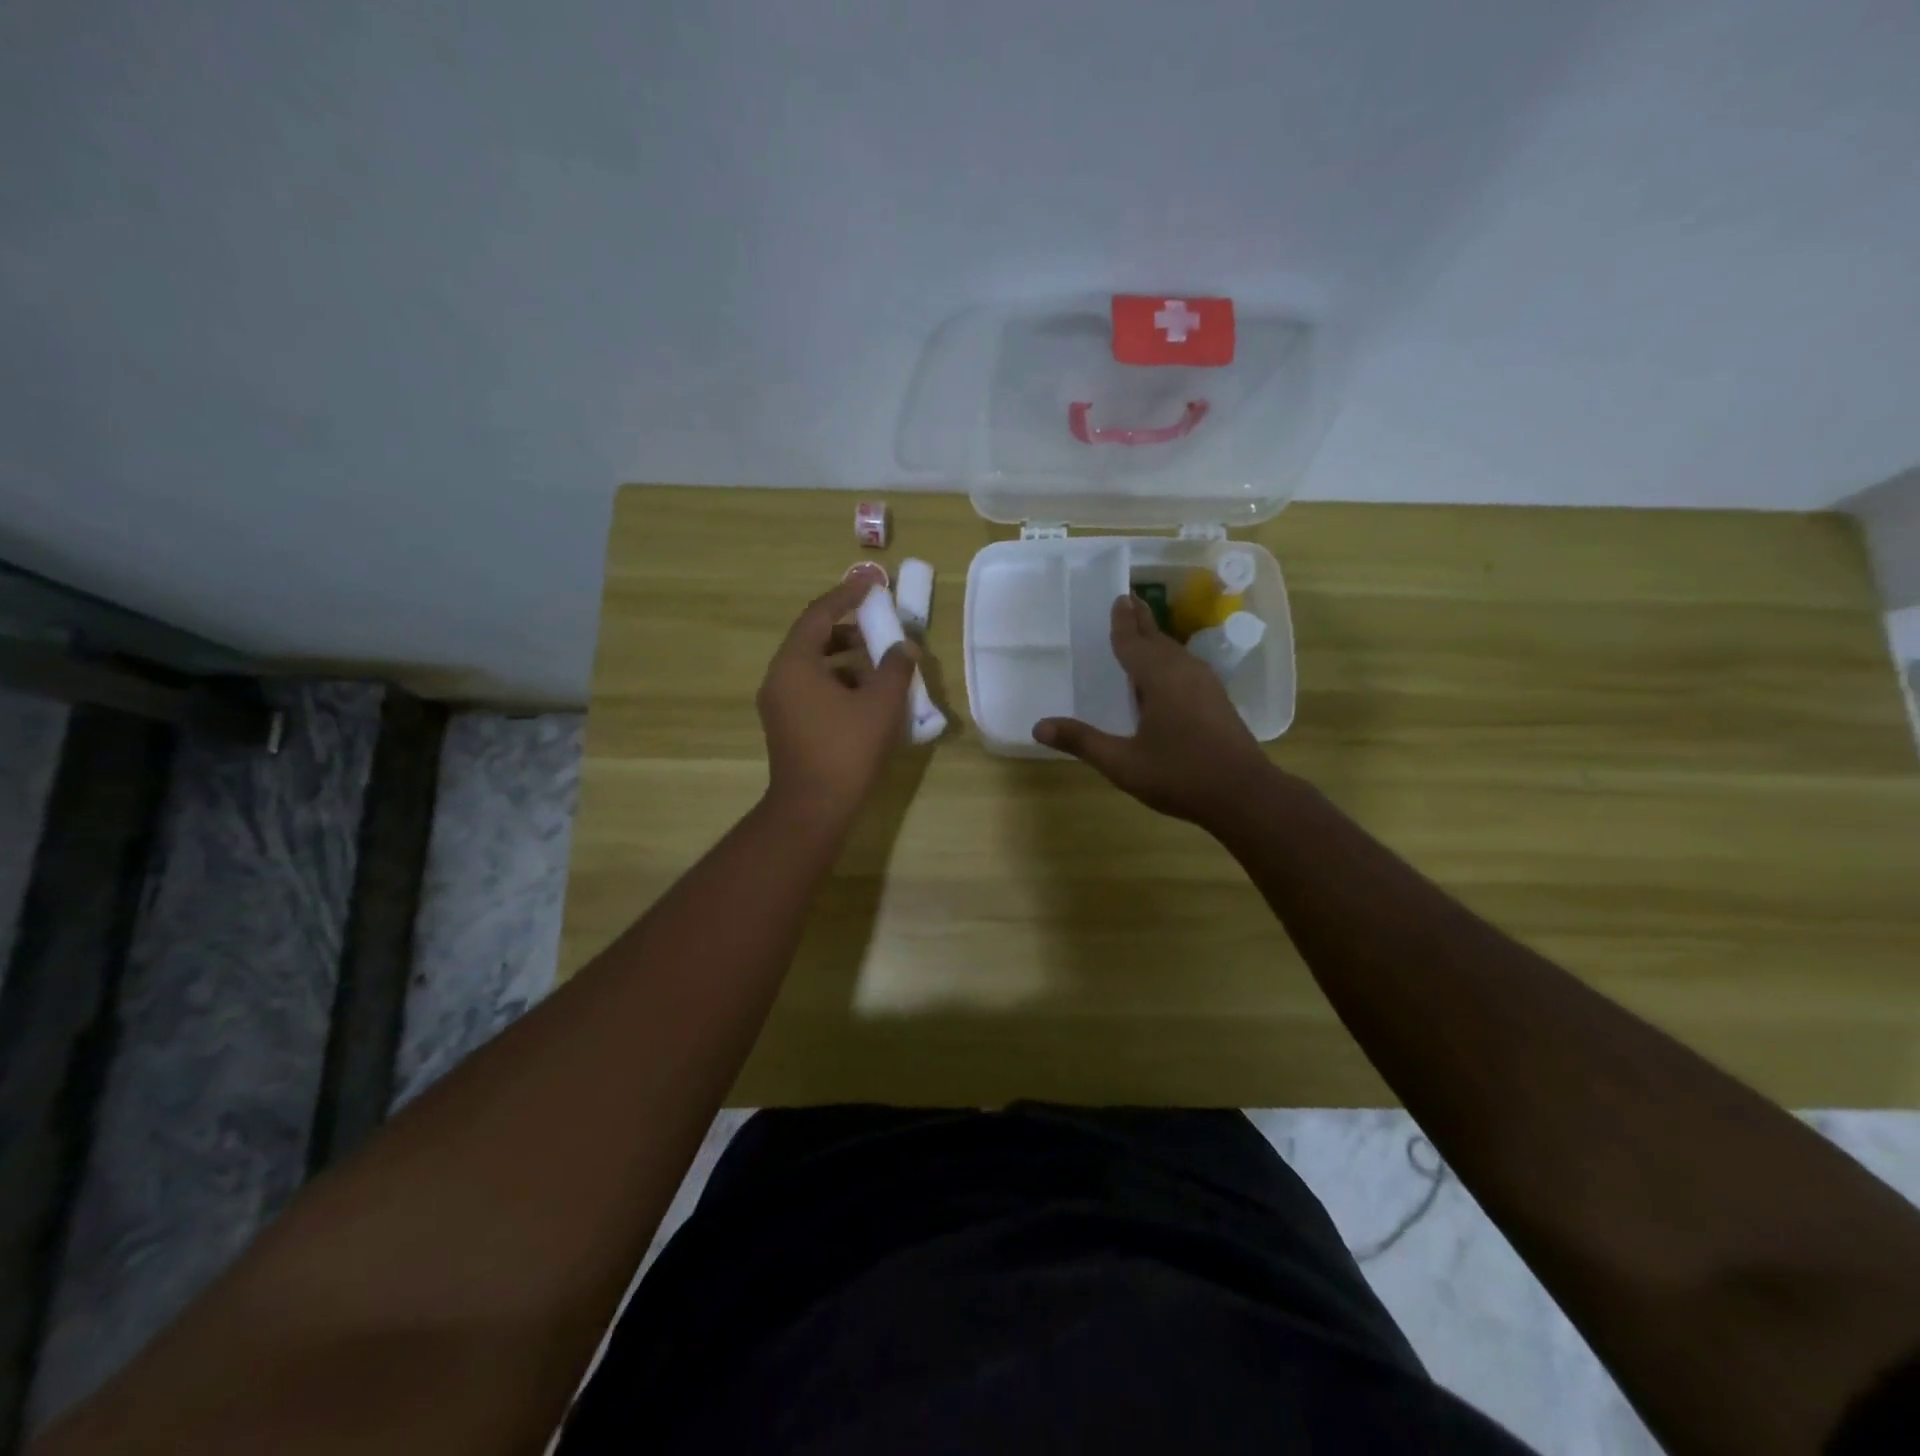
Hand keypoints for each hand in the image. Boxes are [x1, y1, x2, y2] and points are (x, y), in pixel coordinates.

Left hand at [757, 571, 916, 832]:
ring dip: (846, 658)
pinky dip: (838, 682)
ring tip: (880, 662)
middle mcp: (779, 678)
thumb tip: (904, 647)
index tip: (872, 581)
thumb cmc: (847, 749)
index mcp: (795, 663)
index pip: (820, 614)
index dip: (847, 594)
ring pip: (813, 666)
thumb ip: (896, 667)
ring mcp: (779, 704)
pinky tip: (867, 696)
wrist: (814, 808)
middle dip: (848, 628)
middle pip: (813, 638)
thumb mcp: (882, 703)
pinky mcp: (787, 726)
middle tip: (879, 623)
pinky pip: (812, 689)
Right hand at [1035, 594, 1278, 827]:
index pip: (1134, 643)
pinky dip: (1170, 659)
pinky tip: (1168, 673)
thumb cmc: (1180, 776)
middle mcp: (1184, 672)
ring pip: (1176, 653)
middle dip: (1141, 622)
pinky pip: (1187, 667)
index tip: (1118, 598)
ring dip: (1157, 639)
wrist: (1245, 794)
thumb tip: (1039, 726)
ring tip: (1143, 632)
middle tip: (1128, 601)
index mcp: (1160, 679)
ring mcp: (1206, 685)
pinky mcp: (1218, 700)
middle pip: (1158, 639)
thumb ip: (1082, 742)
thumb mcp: (1123, 764)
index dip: (1123, 623)